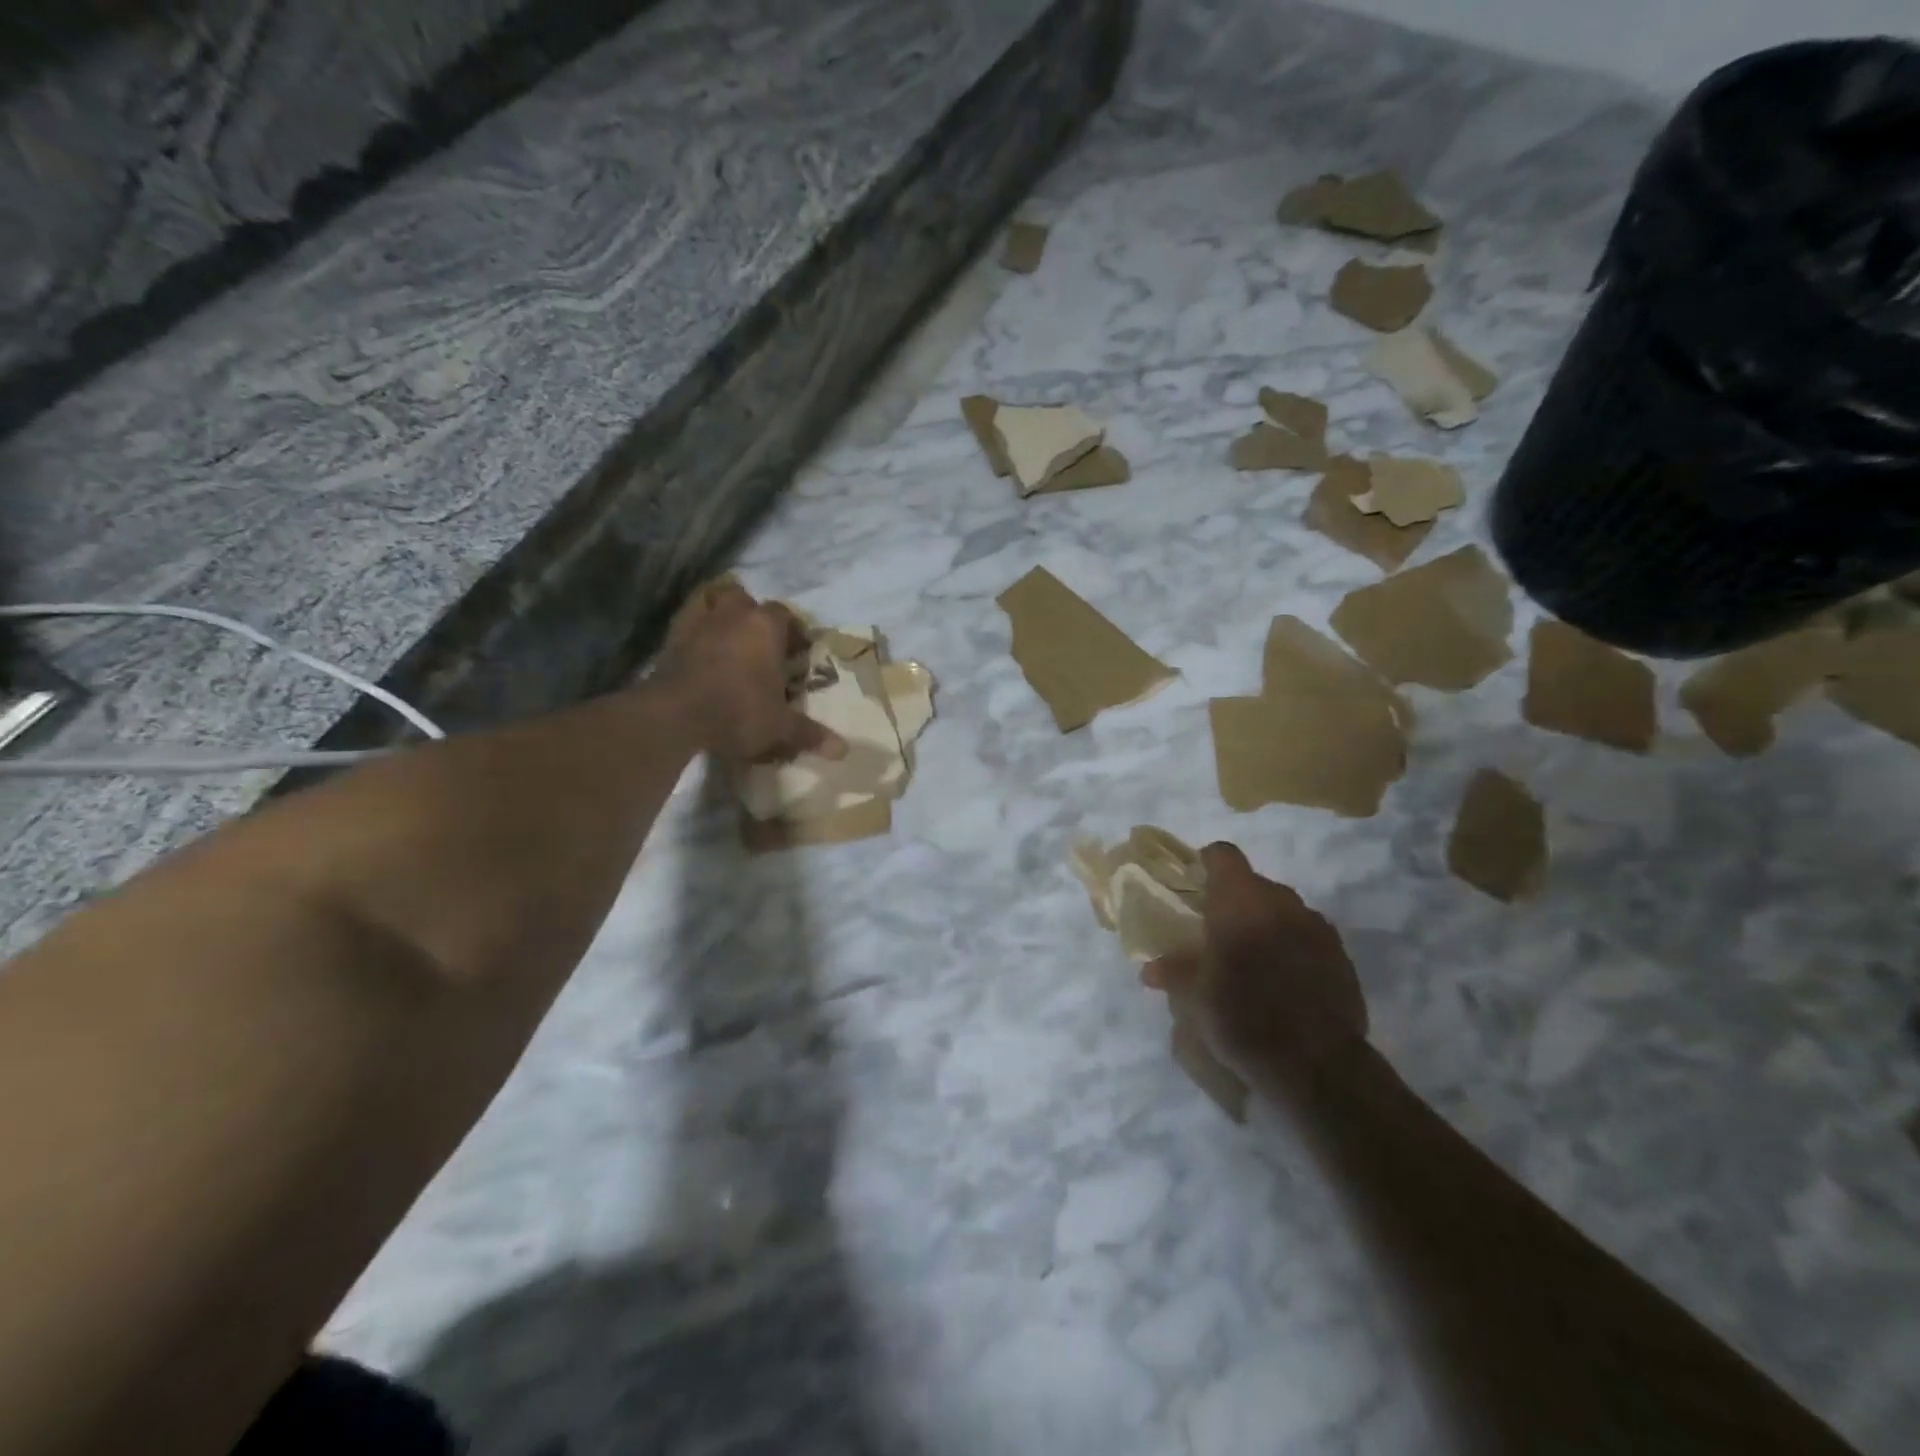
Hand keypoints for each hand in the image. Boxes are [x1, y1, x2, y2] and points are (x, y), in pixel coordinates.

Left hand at [658, 581, 845, 763]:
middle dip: (755, 617)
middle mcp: (734, 614)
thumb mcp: (780, 727)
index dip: (794, 632)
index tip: (797, 653)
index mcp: (766, 626)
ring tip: (729, 638)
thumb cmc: (739, 712)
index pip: (786, 616)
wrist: (675, 715)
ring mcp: (699, 622)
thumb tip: (843, 750)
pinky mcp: (671, 637)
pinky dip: (696, 628)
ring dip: (722, 614)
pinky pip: (687, 620)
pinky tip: (700, 646)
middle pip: (747, 601)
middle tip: (762, 646)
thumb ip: (810, 734)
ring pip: (714, 601)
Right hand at [1143, 843, 1367, 1085]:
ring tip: (1252, 959)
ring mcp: (1316, 926)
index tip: (1195, 885)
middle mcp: (1281, 901)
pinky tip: (1283, 979)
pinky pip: (1307, 935)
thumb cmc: (1242, 1018)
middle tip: (1217, 932)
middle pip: (1253, 883)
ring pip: (1283, 909)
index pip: (1223, 855)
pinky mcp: (1341, 954)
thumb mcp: (1194, 998)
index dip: (1207, 864)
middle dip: (1235, 901)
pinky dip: (1292, 945)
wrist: (1317, 1064)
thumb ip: (1173, 973)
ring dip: (1265, 923)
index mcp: (1240, 901)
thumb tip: (1150, 969)